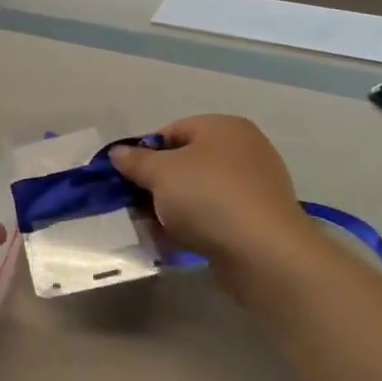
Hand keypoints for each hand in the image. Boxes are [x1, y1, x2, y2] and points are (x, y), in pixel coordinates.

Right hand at [109, 116, 319, 288]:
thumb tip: (118, 153)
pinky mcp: (256, 219)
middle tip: (134, 206)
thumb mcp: (160, 173)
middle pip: (184, 163)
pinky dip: (193, 226)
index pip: (171, 131)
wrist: (263, 252)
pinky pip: (214, 216)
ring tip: (152, 229)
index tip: (125, 179)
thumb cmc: (208, 197)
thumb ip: (135, 161)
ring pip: (197, 192)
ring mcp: (253, 186)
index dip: (143, 153)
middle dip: (156, 185)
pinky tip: (175, 242)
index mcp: (223, 127)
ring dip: (171, 209)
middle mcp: (243, 150)